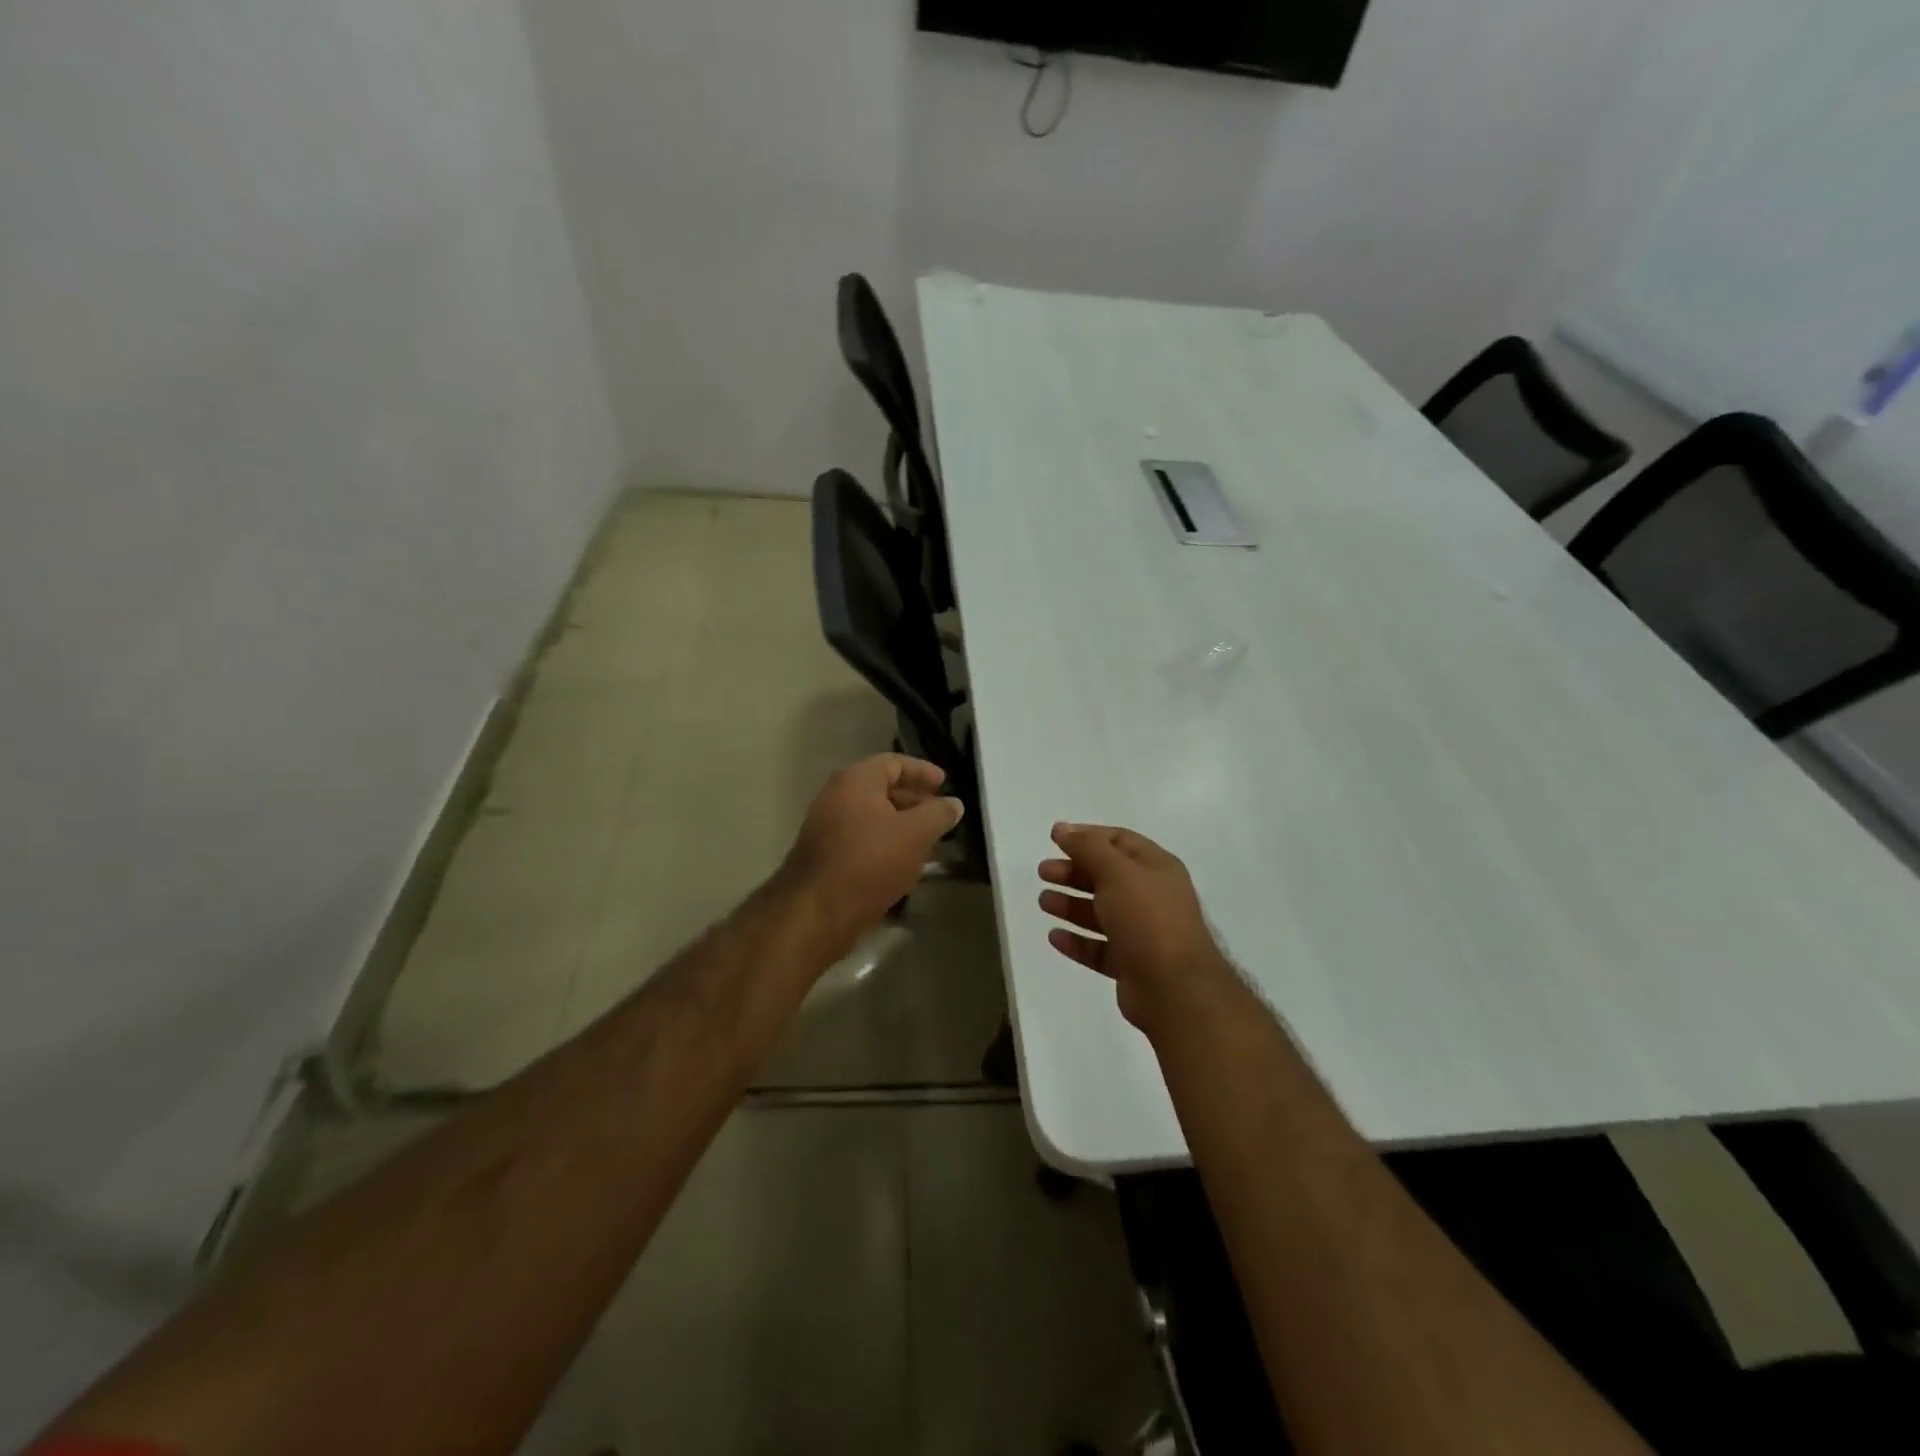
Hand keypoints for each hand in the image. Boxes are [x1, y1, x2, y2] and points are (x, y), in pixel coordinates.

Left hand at [779, 754, 963, 951]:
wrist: (817, 911)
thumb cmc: (870, 861)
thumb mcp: (916, 834)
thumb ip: (938, 814)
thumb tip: (954, 803)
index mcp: (855, 781)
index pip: (894, 763)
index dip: (922, 771)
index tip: (944, 784)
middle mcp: (835, 797)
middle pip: (880, 789)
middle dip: (913, 800)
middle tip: (938, 815)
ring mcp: (825, 828)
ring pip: (871, 817)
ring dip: (899, 825)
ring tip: (926, 842)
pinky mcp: (823, 857)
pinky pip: (860, 840)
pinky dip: (883, 844)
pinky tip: (901, 865)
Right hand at [1037, 823, 1236, 1034]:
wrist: (1175, 988)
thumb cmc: (1147, 918)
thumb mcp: (1116, 872)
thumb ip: (1087, 848)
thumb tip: (1061, 828)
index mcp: (1156, 868)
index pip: (1119, 841)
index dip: (1087, 837)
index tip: (1054, 839)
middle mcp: (1152, 897)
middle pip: (1107, 877)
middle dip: (1074, 872)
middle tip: (1043, 872)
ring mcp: (1143, 933)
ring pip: (1101, 913)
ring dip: (1071, 905)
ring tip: (1043, 902)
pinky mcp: (1131, 964)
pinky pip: (1099, 948)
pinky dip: (1077, 941)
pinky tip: (1055, 937)